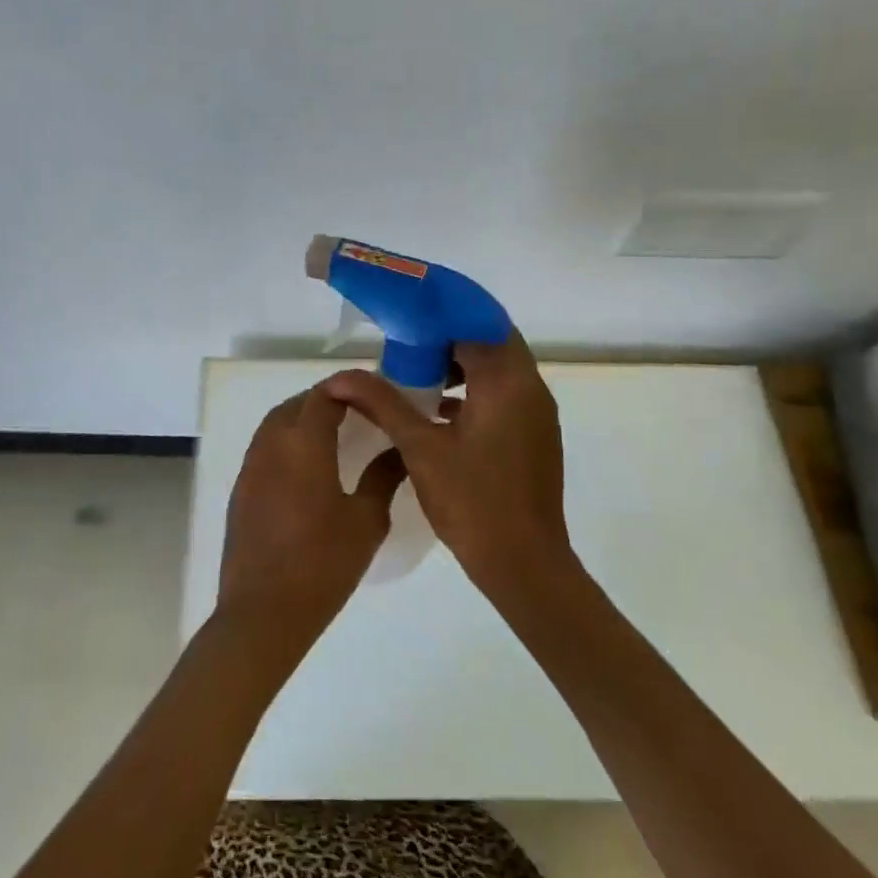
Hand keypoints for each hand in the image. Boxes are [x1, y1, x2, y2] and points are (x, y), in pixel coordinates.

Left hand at [217, 378, 405, 652]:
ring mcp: (251, 467)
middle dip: (324, 399)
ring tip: (333, 433)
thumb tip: (399, 449)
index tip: (373, 392)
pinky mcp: (241, 490)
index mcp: (303, 444)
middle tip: (356, 411)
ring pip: (275, 424)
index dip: (348, 386)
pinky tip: (306, 466)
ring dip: (301, 418)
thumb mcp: (366, 521)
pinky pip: (264, 448)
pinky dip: (286, 441)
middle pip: (296, 404)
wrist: (264, 612)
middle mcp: (271, 445)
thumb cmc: (323, 564)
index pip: (324, 395)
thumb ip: (383, 477)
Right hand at [321, 332, 570, 595]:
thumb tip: (342, 377)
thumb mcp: (421, 448)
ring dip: (460, 364)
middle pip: (489, 340)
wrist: (524, 564)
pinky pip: (502, 394)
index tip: (405, 313)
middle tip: (404, 341)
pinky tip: (435, 409)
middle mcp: (530, 388)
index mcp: (507, 382)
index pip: (476, 322)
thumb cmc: (473, 502)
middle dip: (447, 337)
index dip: (440, 313)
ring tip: (414, 373)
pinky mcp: (533, 435)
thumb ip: (383, 404)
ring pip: (497, 369)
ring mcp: (536, 413)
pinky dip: (471, 390)